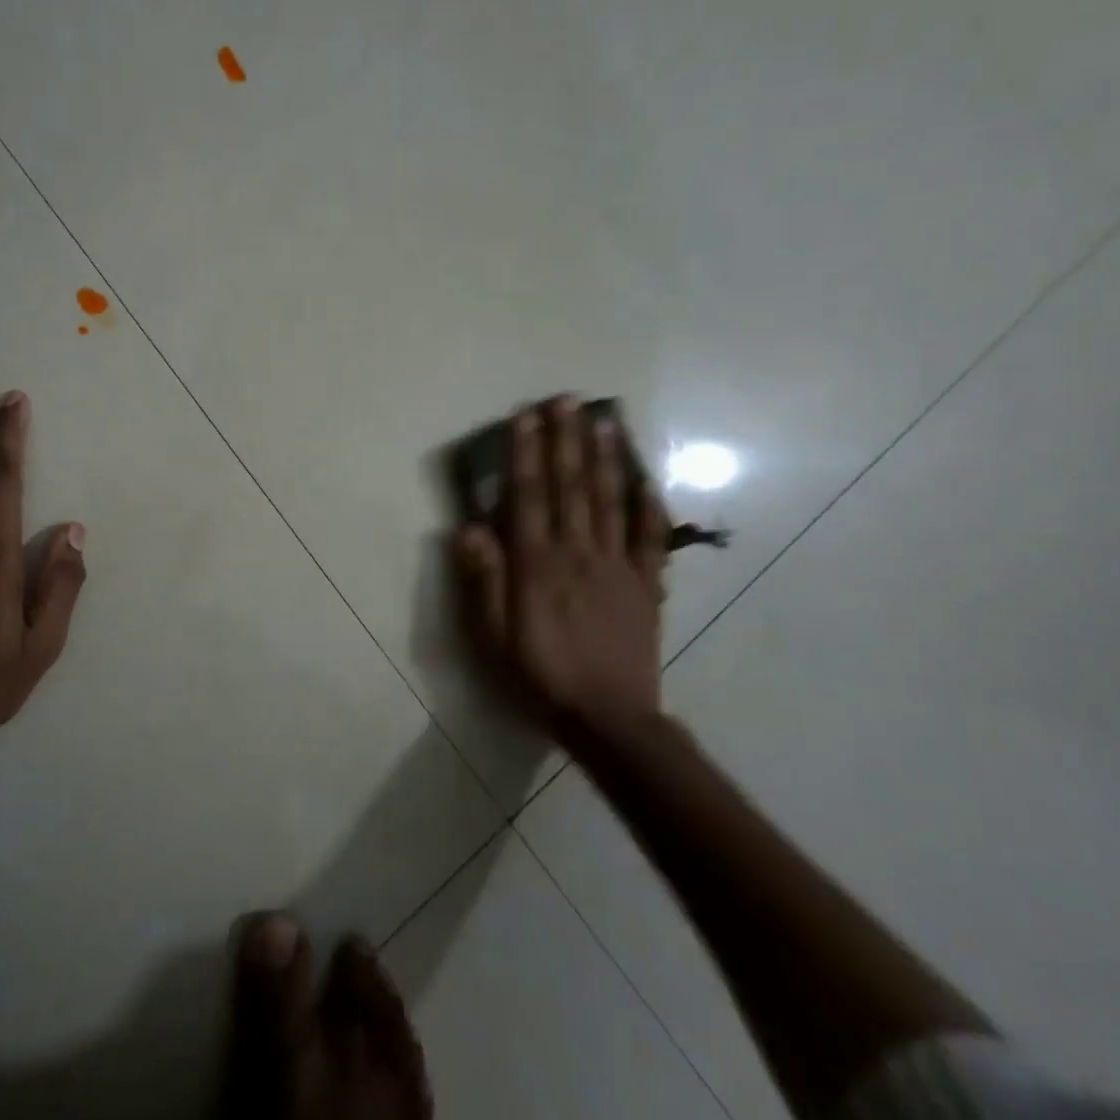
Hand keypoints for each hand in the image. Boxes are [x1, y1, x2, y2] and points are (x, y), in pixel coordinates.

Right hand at [453, 398, 666, 734]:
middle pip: (571, 487)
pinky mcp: (646, 585)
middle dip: (566, 440)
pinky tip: (646, 478)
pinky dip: (649, 505)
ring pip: (609, 501)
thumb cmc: (540, 675)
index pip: (529, 496)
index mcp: (537, 564)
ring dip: (605, 458)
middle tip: (566, 400)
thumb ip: (484, 581)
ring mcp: (617, 567)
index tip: (525, 416)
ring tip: (603, 420)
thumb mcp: (493, 637)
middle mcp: (577, 554)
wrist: (609, 719)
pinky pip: (649, 538)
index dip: (526, 453)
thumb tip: (470, 528)